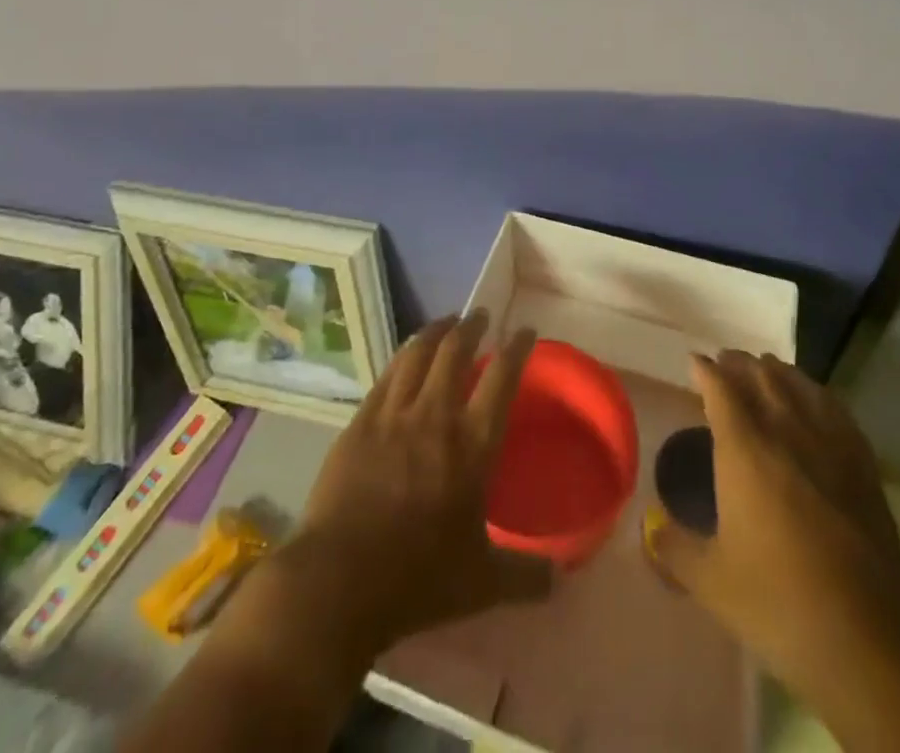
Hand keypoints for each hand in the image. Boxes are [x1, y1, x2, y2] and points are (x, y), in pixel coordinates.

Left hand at [121, 312, 554, 752]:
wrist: (338, 582)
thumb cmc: (418, 579)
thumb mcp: (482, 584)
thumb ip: (525, 576)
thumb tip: (561, 580)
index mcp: (472, 445)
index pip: (502, 378)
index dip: (517, 348)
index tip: (526, 331)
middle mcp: (435, 416)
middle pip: (456, 351)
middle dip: (471, 326)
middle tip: (479, 316)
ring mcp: (393, 415)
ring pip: (417, 354)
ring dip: (435, 331)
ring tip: (445, 323)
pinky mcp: (360, 423)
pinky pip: (386, 376)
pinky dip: (402, 358)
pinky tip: (405, 358)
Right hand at [648, 352, 899, 711]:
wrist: (865, 640)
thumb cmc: (777, 603)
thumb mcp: (710, 581)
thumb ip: (673, 548)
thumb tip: (649, 530)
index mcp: (745, 450)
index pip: (721, 390)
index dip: (705, 370)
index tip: (694, 361)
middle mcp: (786, 433)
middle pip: (761, 377)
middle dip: (739, 363)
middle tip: (725, 361)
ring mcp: (830, 446)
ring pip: (800, 386)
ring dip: (777, 371)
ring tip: (764, 369)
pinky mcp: (863, 466)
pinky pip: (837, 410)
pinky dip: (817, 393)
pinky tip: (815, 399)